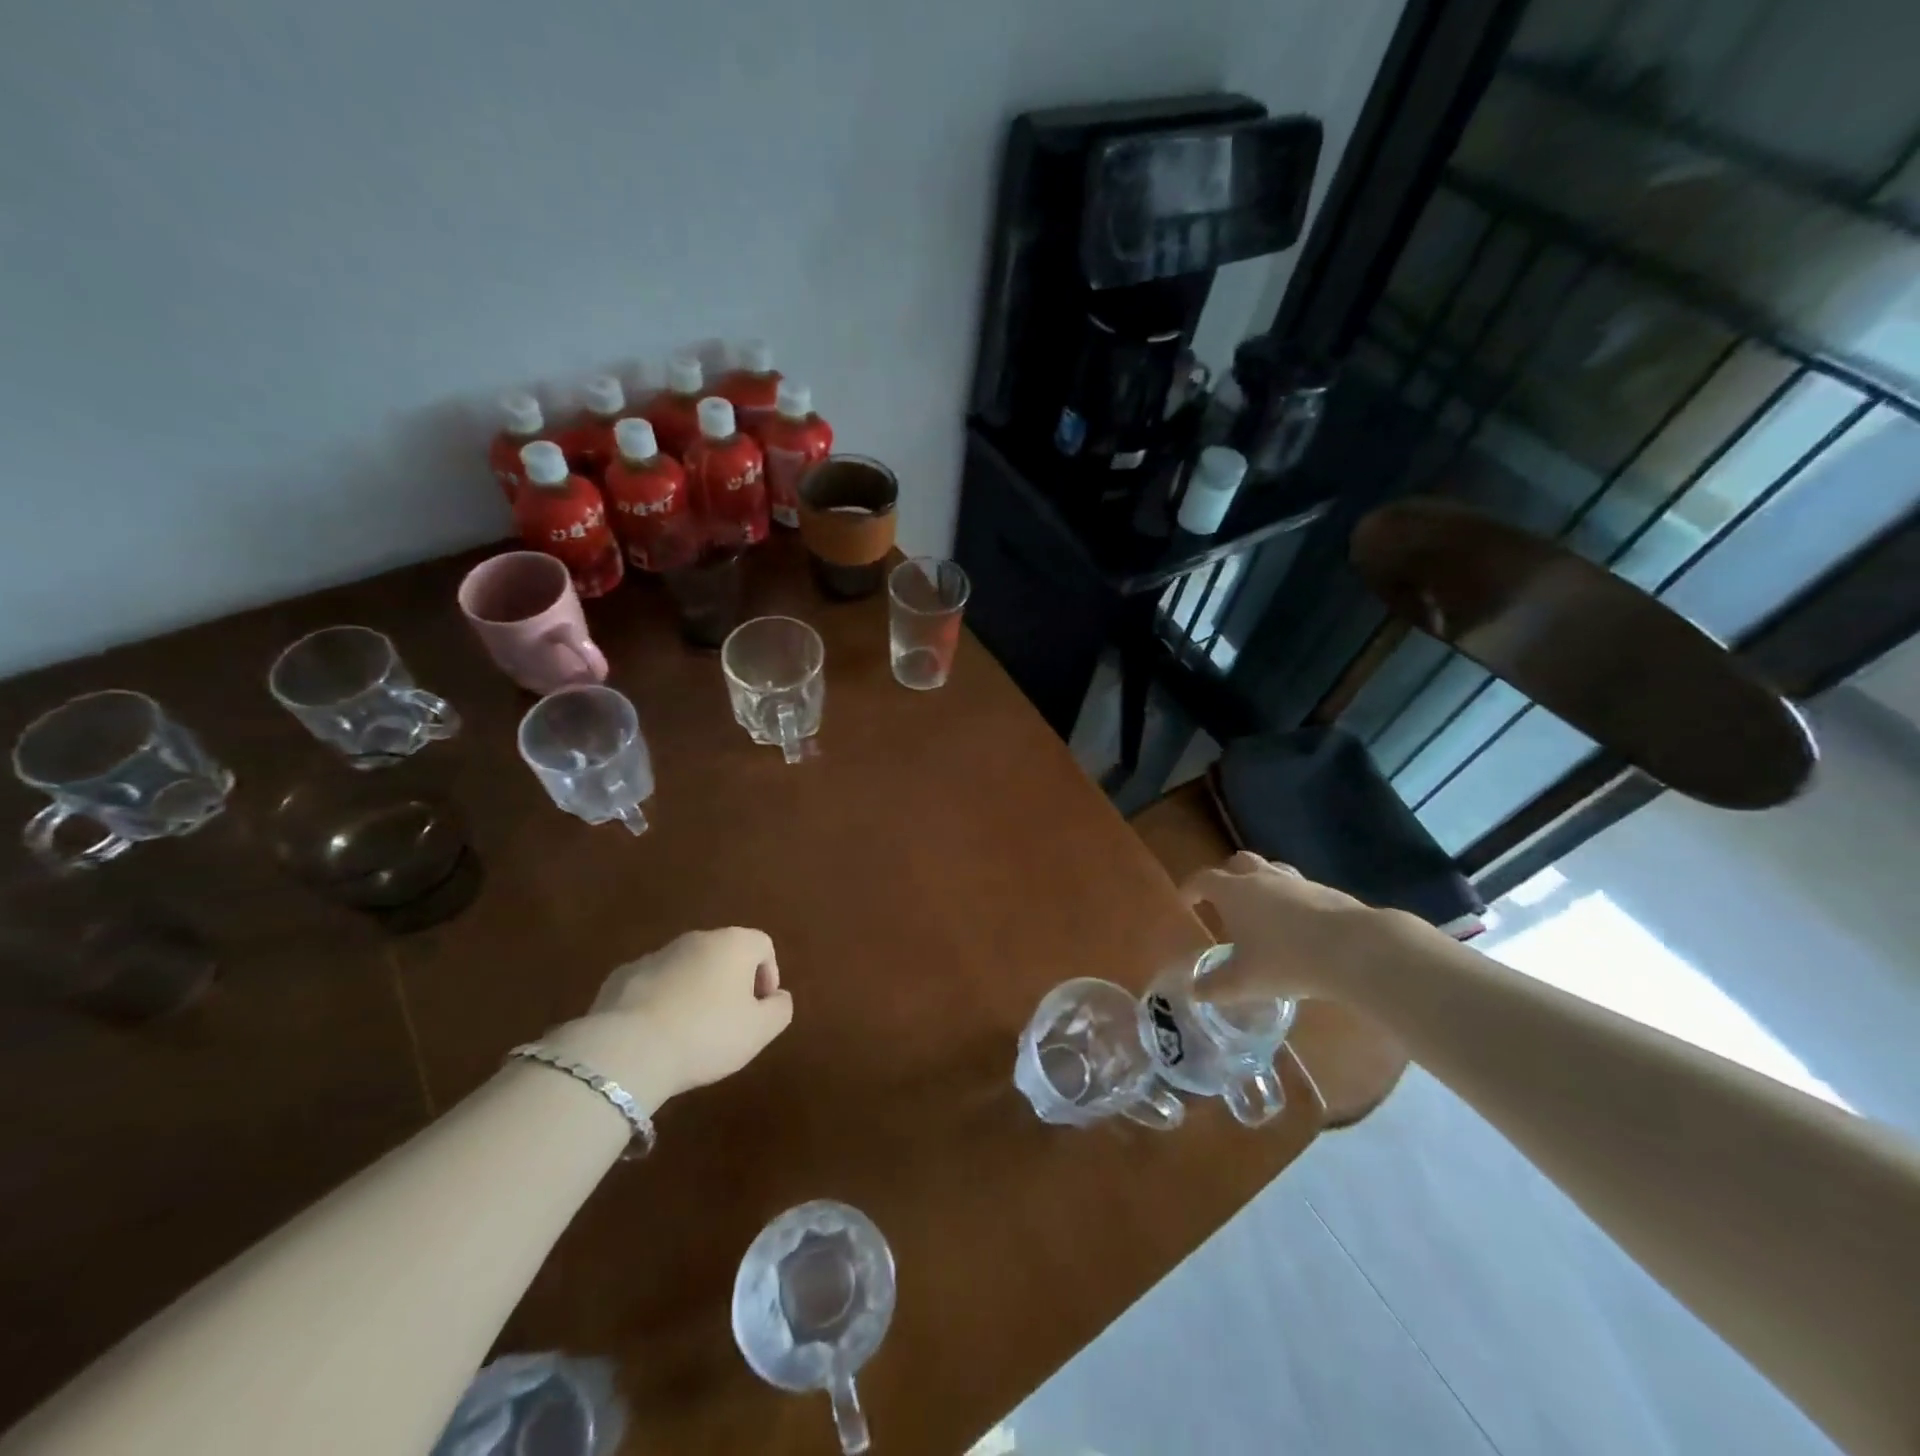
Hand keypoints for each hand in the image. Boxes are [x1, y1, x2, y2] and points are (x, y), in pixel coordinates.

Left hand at [544, 928, 792, 1109]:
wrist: (627, 1049)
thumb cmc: (707, 1035)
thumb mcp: (760, 1031)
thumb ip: (779, 1009)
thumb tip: (778, 996)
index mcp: (733, 944)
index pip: (763, 945)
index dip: (769, 975)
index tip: (760, 1009)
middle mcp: (696, 939)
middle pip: (724, 953)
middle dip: (730, 983)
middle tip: (729, 1022)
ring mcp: (655, 955)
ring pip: (686, 968)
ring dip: (694, 991)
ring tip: (690, 1032)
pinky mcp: (620, 977)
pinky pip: (652, 985)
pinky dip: (660, 1001)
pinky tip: (655, 1034)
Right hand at [1181, 852, 1414, 1002]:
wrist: (1354, 949)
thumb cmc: (1286, 960)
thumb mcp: (1244, 982)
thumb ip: (1215, 986)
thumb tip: (1194, 991)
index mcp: (1233, 892)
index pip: (1202, 880)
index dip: (1190, 889)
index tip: (1186, 902)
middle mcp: (1261, 878)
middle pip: (1237, 863)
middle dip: (1227, 877)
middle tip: (1224, 901)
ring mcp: (1295, 881)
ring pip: (1270, 871)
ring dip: (1260, 884)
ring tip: (1261, 910)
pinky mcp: (1326, 891)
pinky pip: (1298, 888)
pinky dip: (1290, 900)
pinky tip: (1297, 925)